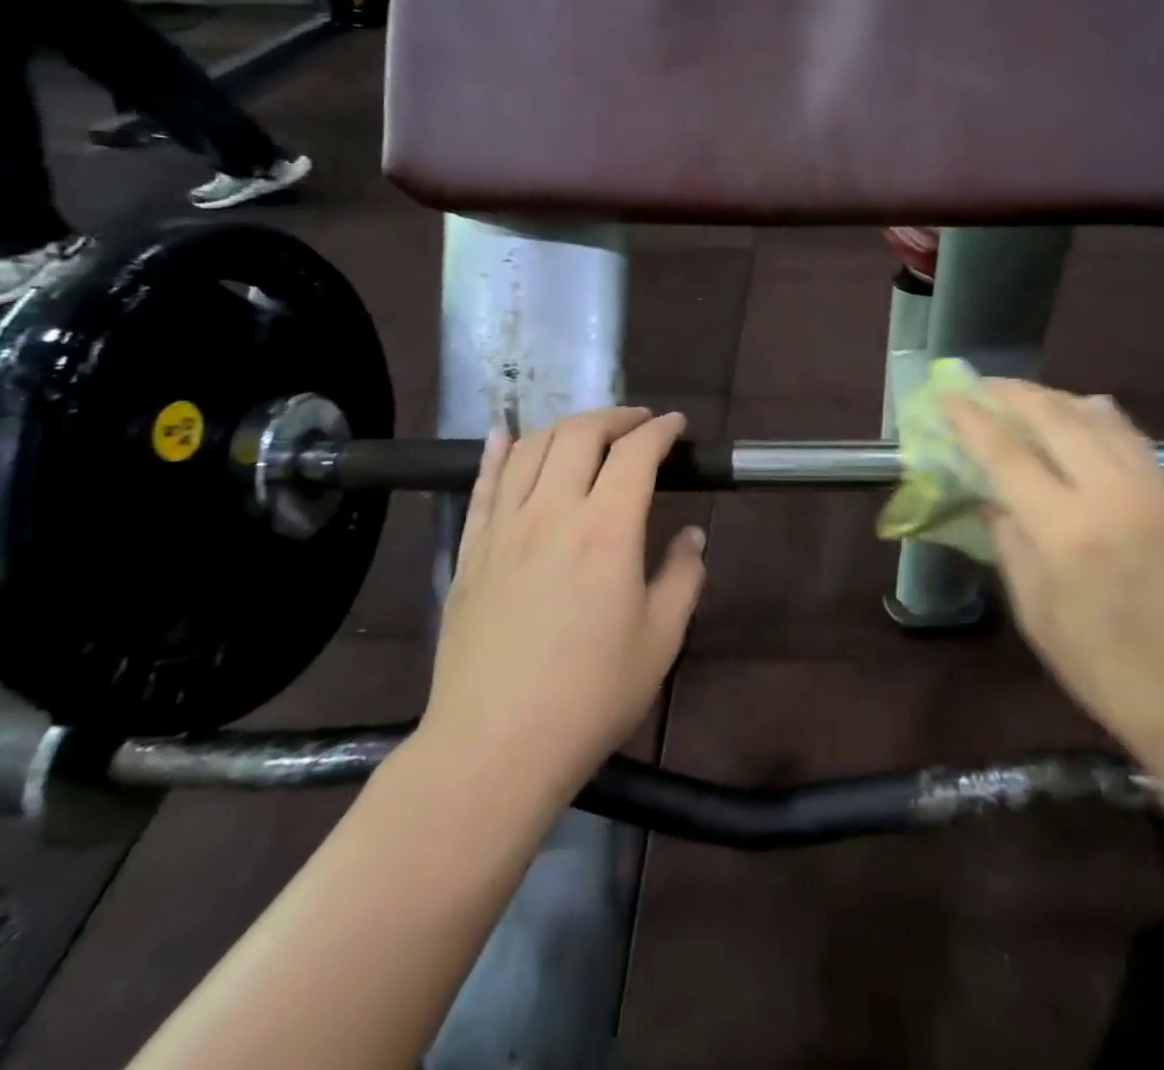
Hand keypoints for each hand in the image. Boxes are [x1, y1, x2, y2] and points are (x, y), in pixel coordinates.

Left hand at [416, 407, 707, 792]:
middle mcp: (552, 513)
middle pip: (579, 435)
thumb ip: (682, 577)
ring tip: (588, 432)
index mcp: (606, 531)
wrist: (494, 746)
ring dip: (565, 428)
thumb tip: (692, 535)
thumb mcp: (660, 640)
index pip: (635, 454)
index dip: (660, 431)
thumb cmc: (590, 696)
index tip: (676, 425)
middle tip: (638, 423)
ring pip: (530, 449)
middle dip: (615, 417)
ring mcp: (504, 528)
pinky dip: (498, 452)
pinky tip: (504, 435)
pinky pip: (483, 484)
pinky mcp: (471, 551)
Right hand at [946, 381, 1163, 780]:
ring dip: (1052, 397)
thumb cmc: (1111, 673)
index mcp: (1066, 531)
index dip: (971, 420)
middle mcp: (1110, 493)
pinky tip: (1079, 414)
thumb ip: (1010, 546)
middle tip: (980, 386)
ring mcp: (1151, 487)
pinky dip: (1093, 414)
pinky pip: (1127, 434)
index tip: (947, 396)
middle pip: (1054, 415)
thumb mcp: (1038, 617)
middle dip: (1011, 393)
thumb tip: (991, 500)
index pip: (1006, 454)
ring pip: (1095, 415)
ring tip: (1022, 397)